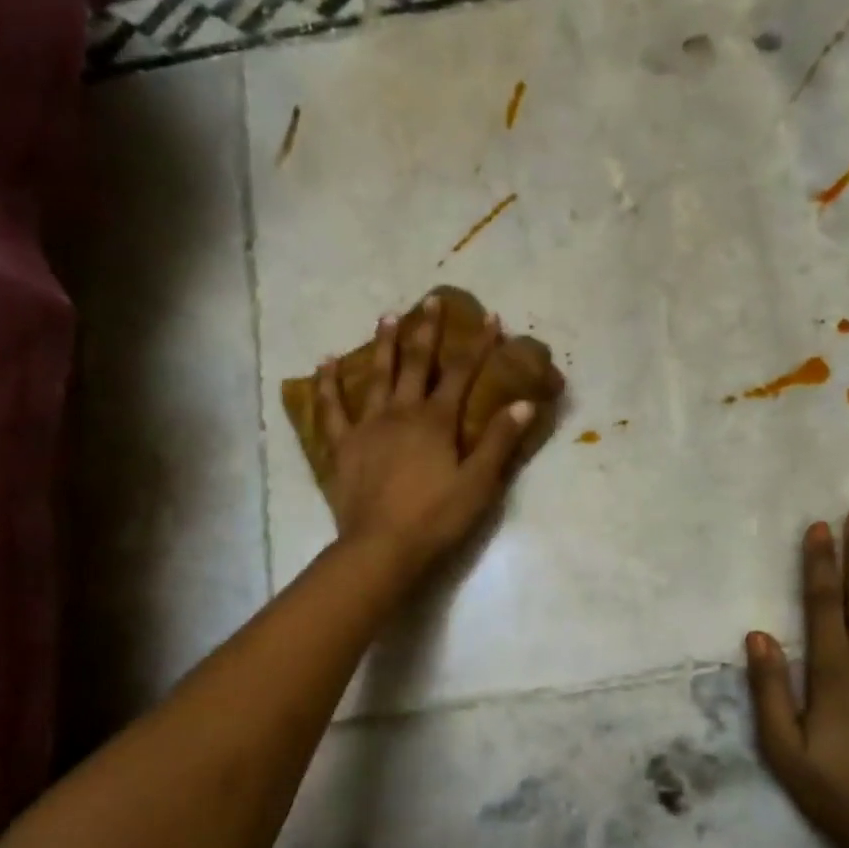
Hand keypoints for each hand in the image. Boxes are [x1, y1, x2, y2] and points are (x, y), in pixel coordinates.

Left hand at [314, 297, 533, 574]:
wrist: (382, 547)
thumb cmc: (436, 518)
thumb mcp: (479, 483)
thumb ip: (500, 442)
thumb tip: (523, 404)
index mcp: (436, 421)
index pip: (462, 374)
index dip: (478, 345)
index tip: (490, 318)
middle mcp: (401, 413)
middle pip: (416, 364)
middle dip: (427, 331)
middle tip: (431, 301)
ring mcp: (368, 426)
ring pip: (376, 376)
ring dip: (383, 345)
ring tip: (387, 316)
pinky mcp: (343, 446)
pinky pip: (332, 409)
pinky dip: (328, 384)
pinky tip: (325, 361)